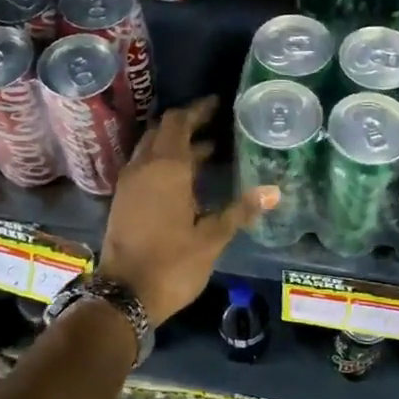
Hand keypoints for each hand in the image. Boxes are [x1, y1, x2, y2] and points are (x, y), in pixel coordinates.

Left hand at [100, 98, 276, 326]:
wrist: (124, 295)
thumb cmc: (173, 264)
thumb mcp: (212, 238)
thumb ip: (240, 210)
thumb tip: (274, 191)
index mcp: (166, 168)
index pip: (179, 122)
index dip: (198, 110)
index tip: (218, 103)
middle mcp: (143, 167)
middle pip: (162, 130)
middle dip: (187, 123)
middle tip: (215, 123)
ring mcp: (129, 183)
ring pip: (151, 148)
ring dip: (175, 143)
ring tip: (208, 149)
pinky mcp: (123, 200)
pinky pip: (144, 166)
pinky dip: (164, 161)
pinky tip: (186, 178)